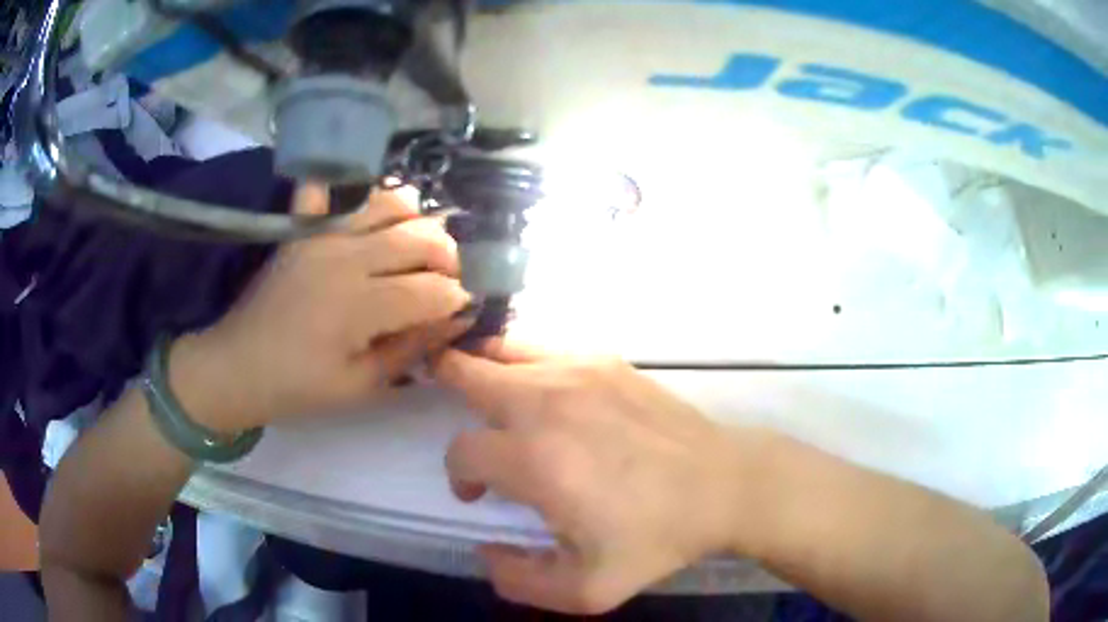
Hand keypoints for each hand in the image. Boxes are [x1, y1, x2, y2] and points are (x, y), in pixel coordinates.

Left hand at [171, 184, 470, 432]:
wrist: (237, 366)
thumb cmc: (299, 386)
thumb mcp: (361, 385)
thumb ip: (411, 350)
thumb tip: (456, 320)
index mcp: (362, 306)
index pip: (433, 290)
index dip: (459, 298)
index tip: (465, 307)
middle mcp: (348, 258)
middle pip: (420, 239)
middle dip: (450, 256)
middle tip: (450, 277)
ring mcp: (322, 236)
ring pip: (388, 204)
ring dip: (416, 218)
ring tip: (419, 241)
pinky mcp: (301, 229)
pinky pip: (326, 190)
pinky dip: (345, 184)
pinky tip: (363, 201)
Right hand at [433, 342, 760, 613]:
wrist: (724, 486)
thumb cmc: (657, 538)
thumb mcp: (587, 591)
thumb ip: (519, 582)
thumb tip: (486, 553)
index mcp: (535, 461)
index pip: (463, 452)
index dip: (459, 476)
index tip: (477, 495)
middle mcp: (546, 403)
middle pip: (468, 375)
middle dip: (447, 387)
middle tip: (445, 397)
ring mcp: (579, 372)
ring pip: (502, 350)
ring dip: (480, 366)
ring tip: (477, 382)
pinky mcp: (606, 360)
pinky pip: (544, 347)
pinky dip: (522, 357)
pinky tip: (532, 380)